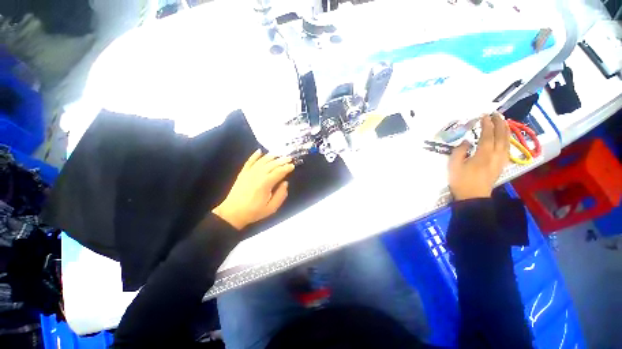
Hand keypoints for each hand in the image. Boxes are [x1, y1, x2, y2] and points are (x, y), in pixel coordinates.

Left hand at [213, 150, 294, 229]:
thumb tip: (285, 183)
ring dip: (271, 156)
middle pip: (272, 164)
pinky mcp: (242, 173)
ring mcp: (249, 172)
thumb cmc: (254, 211)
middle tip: (289, 158)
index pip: (279, 172)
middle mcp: (257, 175)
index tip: (293, 166)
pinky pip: (249, 161)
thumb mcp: (271, 208)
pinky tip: (260, 151)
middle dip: (282, 160)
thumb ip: (281, 195)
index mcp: (265, 184)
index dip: (287, 168)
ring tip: (279, 154)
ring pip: (262, 161)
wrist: (232, 213)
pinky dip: (255, 155)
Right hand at [448, 112, 509, 200]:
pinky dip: (507, 140)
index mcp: (483, 155)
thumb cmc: (461, 181)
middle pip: (501, 136)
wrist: (473, 197)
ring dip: (506, 130)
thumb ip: (459, 151)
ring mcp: (500, 161)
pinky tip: (505, 137)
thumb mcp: (454, 166)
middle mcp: (496, 156)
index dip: (487, 125)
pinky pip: (507, 149)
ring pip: (507, 142)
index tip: (484, 116)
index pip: (487, 136)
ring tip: (503, 122)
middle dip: (500, 124)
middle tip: (496, 114)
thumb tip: (467, 141)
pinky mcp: (501, 165)